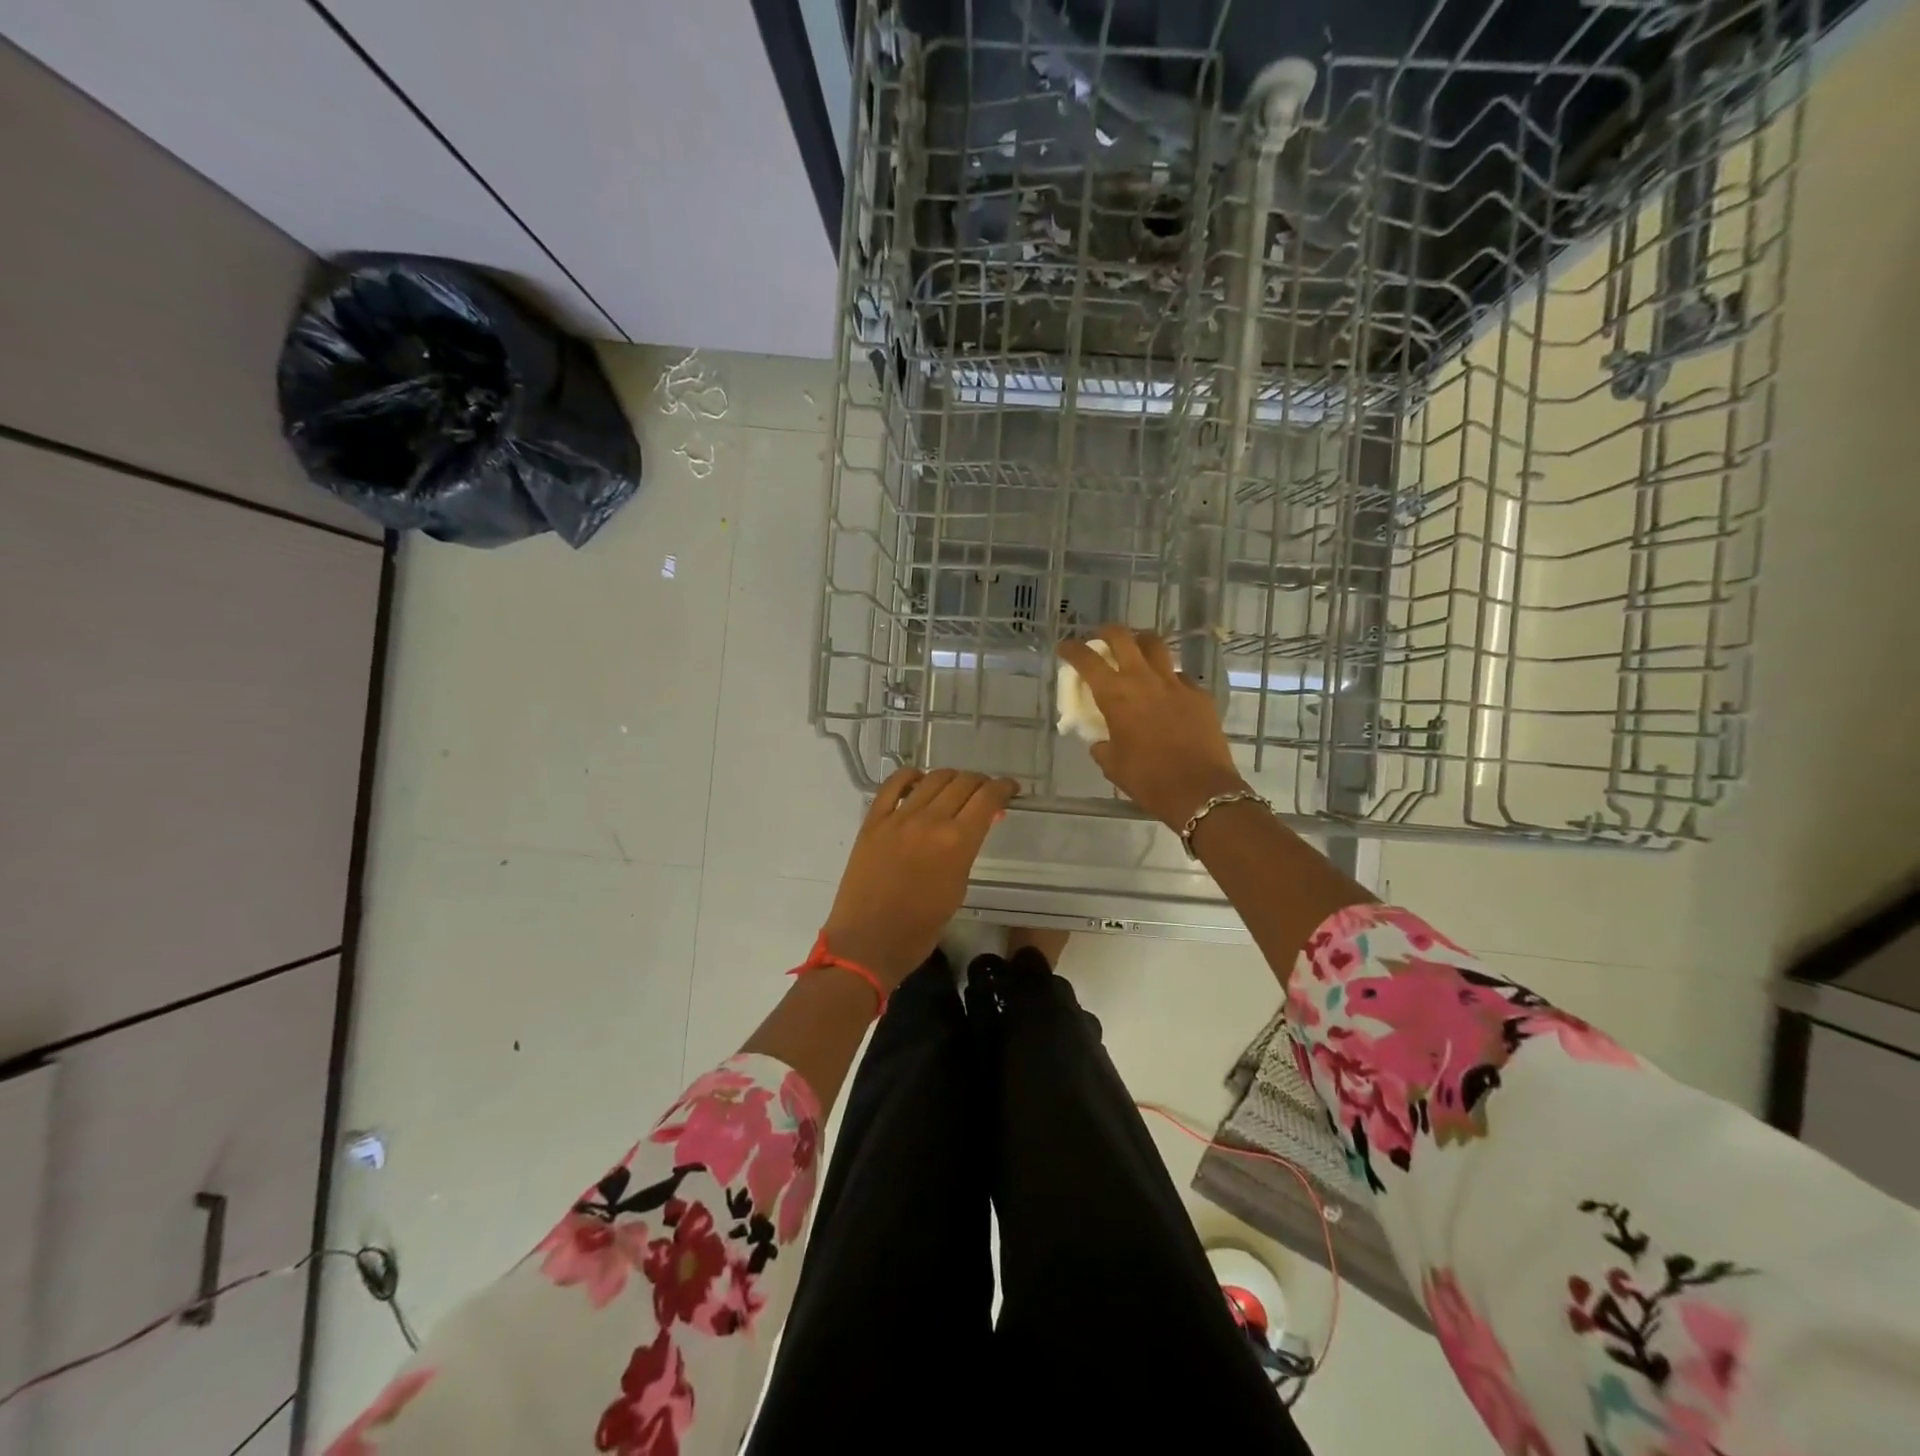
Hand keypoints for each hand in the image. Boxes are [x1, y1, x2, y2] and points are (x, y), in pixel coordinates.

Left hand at [822, 767, 1018, 986]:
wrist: (869, 941)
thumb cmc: (921, 928)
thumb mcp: (958, 888)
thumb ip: (967, 850)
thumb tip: (974, 826)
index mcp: (957, 841)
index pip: (988, 798)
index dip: (1003, 787)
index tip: (1010, 789)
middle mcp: (930, 820)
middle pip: (963, 782)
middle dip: (980, 782)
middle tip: (985, 792)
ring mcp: (898, 817)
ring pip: (932, 779)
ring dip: (951, 777)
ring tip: (956, 787)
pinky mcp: (873, 820)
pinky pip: (892, 784)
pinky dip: (910, 776)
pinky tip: (918, 781)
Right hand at [1057, 626, 1246, 829]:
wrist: (1199, 790)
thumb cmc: (1147, 779)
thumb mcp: (1112, 764)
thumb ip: (1101, 745)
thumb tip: (1101, 740)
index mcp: (1115, 695)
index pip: (1087, 660)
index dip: (1072, 649)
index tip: (1065, 647)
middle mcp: (1143, 679)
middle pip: (1123, 637)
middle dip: (1107, 633)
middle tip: (1101, 640)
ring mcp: (1175, 683)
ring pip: (1156, 646)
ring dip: (1141, 644)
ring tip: (1136, 653)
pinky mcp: (1199, 694)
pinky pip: (1180, 677)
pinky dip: (1168, 679)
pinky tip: (1167, 694)